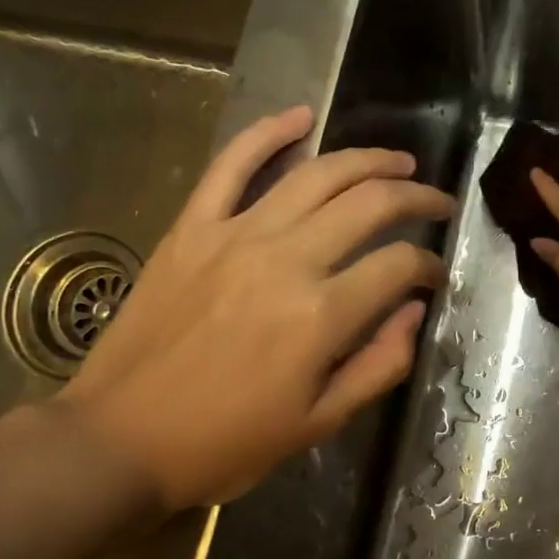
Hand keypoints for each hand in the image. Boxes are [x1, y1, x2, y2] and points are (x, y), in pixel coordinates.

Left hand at [57, 107, 452, 510]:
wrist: (120, 440)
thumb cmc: (226, 443)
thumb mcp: (318, 424)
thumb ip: (379, 365)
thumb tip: (415, 313)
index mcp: (321, 316)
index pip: (399, 267)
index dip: (429, 266)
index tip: (435, 276)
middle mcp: (286, 260)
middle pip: (369, 204)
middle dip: (416, 198)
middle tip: (437, 203)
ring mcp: (234, 235)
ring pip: (315, 174)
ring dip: (366, 160)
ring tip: (397, 162)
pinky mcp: (192, 228)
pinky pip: (231, 164)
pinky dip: (267, 132)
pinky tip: (300, 115)